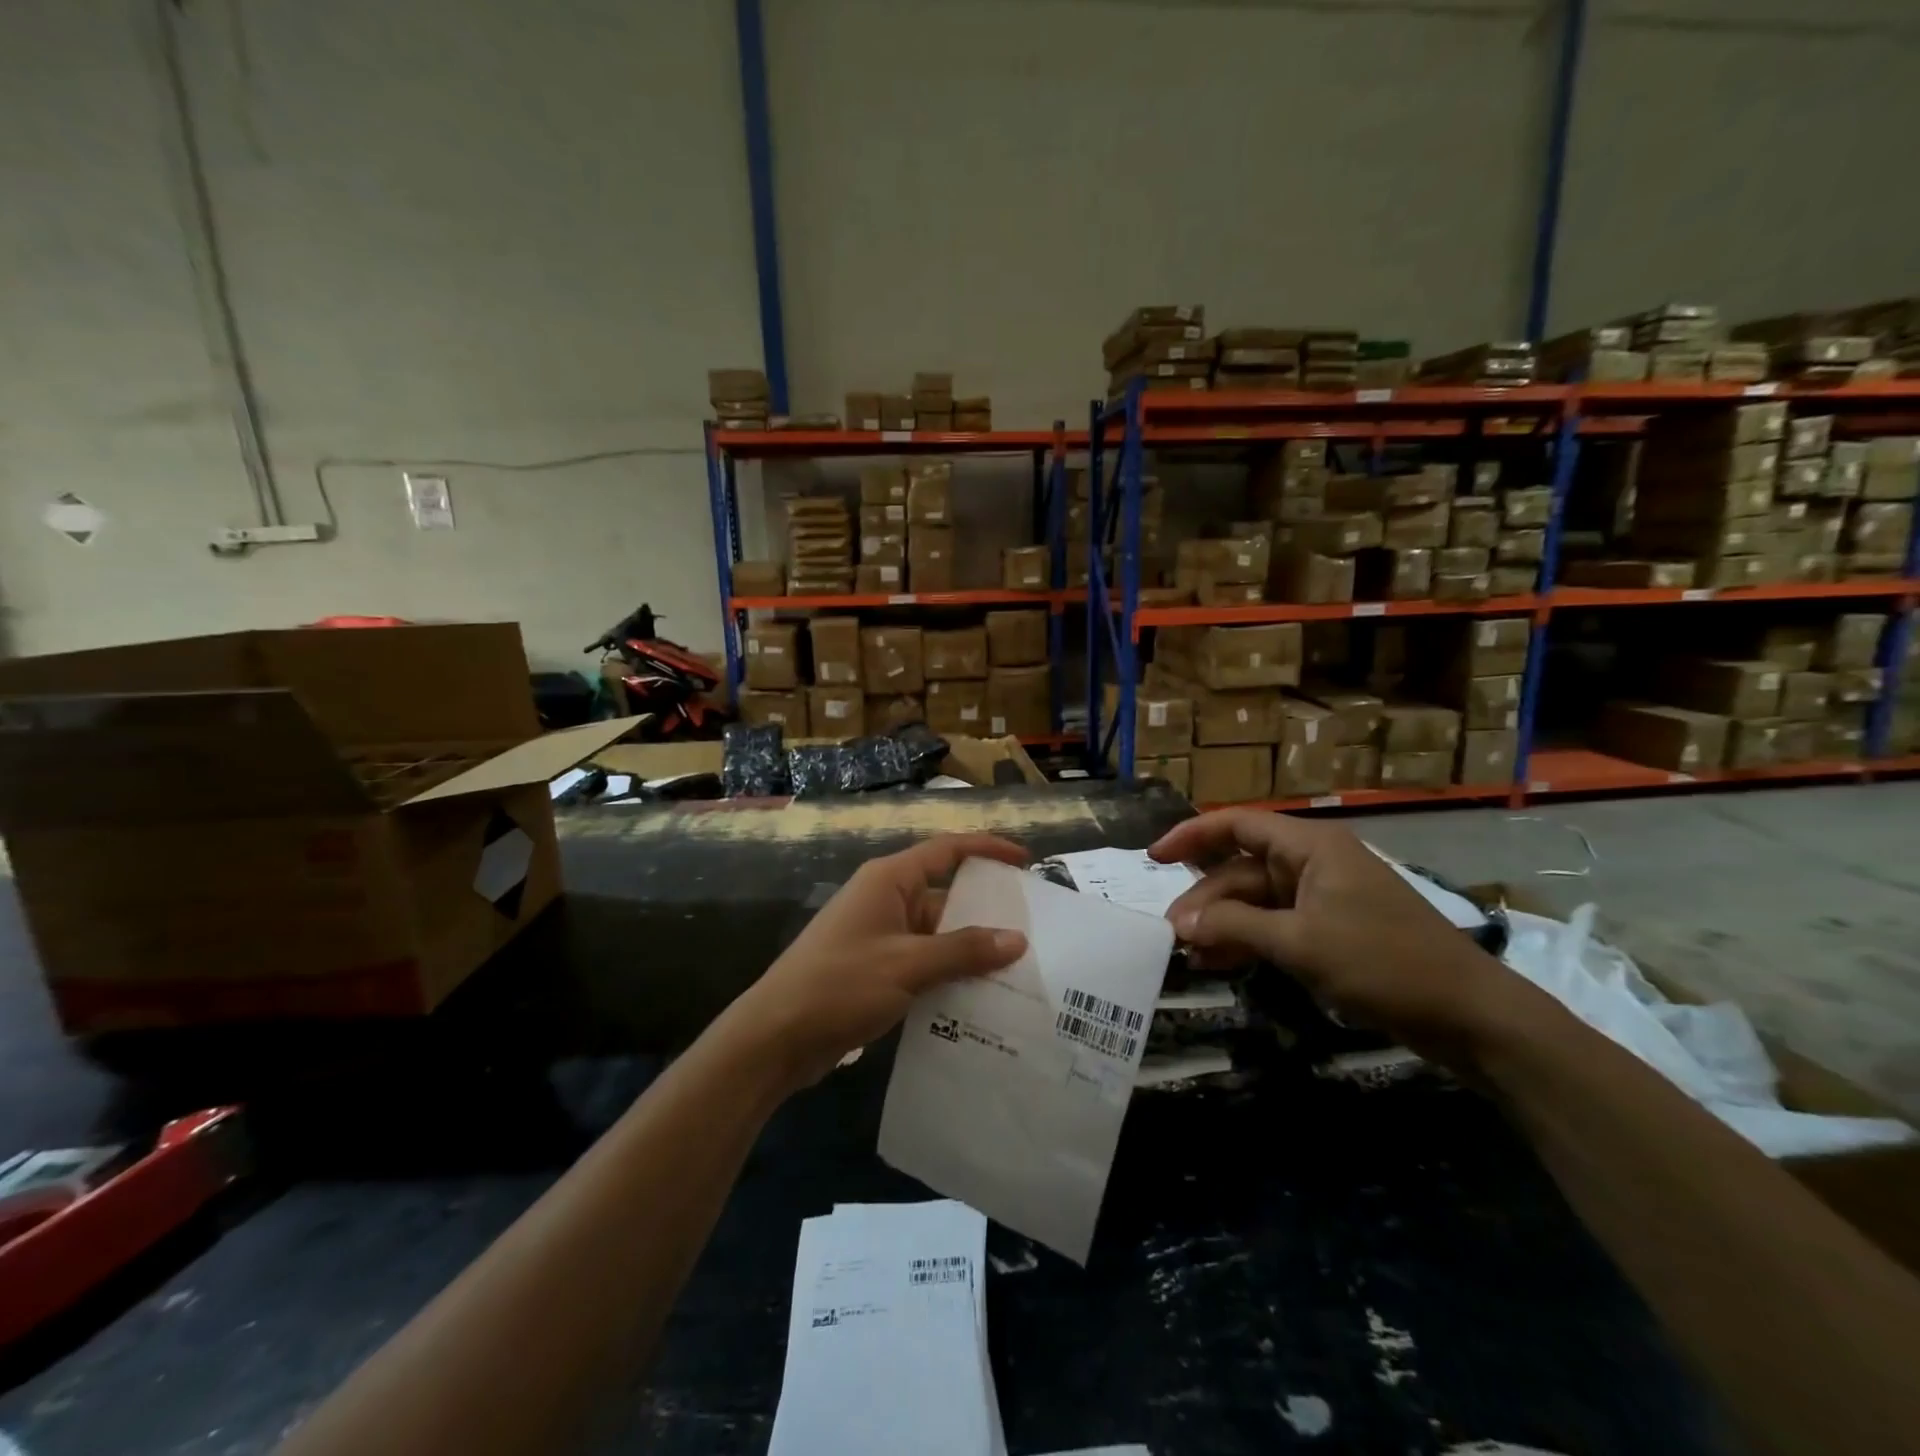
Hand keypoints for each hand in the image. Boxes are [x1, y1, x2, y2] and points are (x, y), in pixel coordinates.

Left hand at [732, 833, 1030, 1090]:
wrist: (775, 1037)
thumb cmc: (840, 985)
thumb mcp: (907, 965)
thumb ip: (963, 950)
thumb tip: (1017, 940)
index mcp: (889, 880)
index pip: (947, 850)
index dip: (987, 849)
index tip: (1025, 861)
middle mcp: (886, 900)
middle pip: (946, 895)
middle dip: (986, 912)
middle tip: (1033, 931)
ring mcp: (879, 936)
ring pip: (936, 934)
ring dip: (969, 951)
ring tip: (1017, 971)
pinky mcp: (875, 970)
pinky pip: (923, 962)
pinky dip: (948, 975)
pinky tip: (978, 999)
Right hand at [1151, 809, 1540, 1067]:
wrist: (1469, 1014)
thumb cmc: (1383, 963)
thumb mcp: (1301, 943)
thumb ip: (1236, 926)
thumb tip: (1183, 923)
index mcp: (1310, 848)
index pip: (1236, 825)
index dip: (1191, 836)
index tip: (1153, 859)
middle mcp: (1313, 864)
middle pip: (1242, 870)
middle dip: (1205, 899)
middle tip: (1173, 935)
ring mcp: (1324, 898)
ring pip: (1256, 902)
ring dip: (1223, 925)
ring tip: (1191, 957)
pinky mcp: (1332, 930)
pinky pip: (1277, 926)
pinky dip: (1249, 941)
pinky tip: (1222, 964)